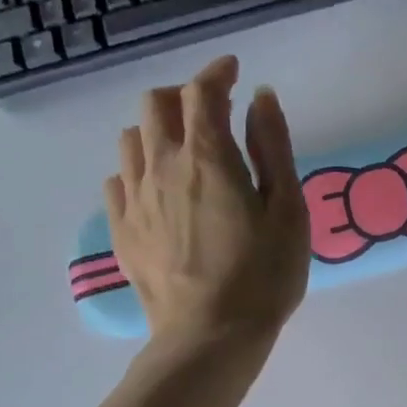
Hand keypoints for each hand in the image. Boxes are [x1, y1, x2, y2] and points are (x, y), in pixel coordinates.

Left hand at [106, 55, 310, 346]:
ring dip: (158, 129)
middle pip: (156, 104)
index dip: (217, 72)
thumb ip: (274, 149)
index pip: (202, 92)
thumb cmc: (265, 275)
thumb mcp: (288, 211)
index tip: (234, 70)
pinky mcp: (122, 229)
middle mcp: (162, 166)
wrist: (211, 335)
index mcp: (208, 158)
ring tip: (185, 150)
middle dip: (184, 95)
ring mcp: (135, 198)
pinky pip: (118, 178)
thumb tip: (261, 98)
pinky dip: (138, 168)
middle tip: (212, 111)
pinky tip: (159, 188)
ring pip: (132, 138)